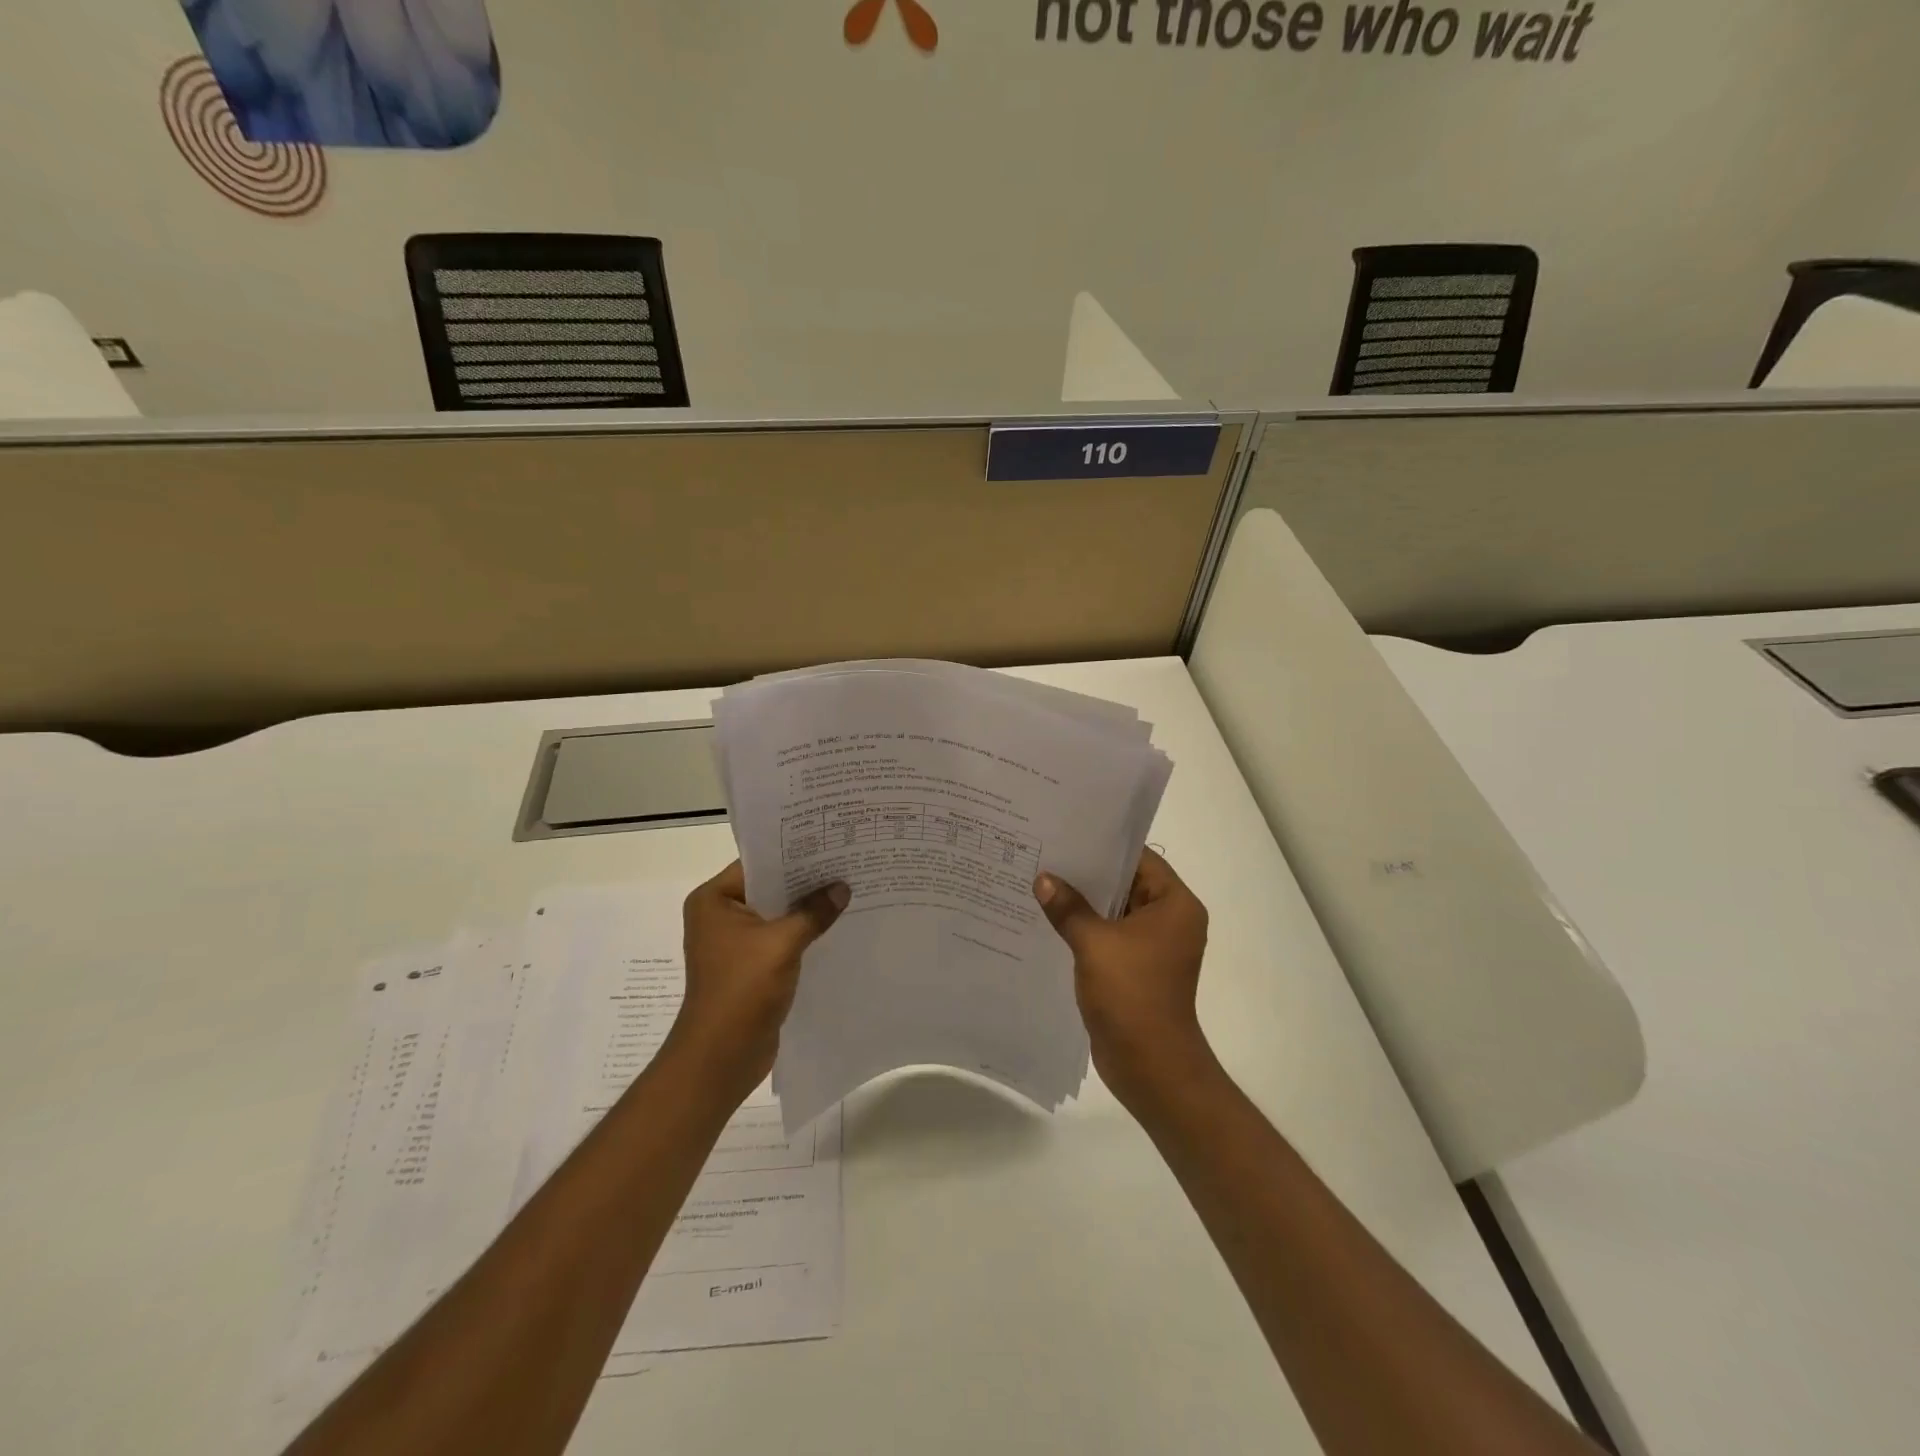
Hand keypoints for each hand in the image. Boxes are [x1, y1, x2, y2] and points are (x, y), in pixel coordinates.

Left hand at [670, 860, 848, 1104]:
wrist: (721, 1056)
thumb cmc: (742, 990)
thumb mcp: (782, 944)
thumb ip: (813, 912)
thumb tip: (842, 888)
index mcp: (714, 900)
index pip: (758, 864)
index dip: (793, 854)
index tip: (830, 844)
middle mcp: (720, 916)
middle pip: (770, 888)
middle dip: (806, 882)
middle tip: (847, 864)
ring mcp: (735, 943)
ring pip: (778, 915)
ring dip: (807, 910)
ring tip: (849, 891)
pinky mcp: (750, 966)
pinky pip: (781, 939)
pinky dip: (804, 934)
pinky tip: (836, 927)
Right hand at [1034, 849, 1212, 1110]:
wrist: (1150, 1065)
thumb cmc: (1132, 994)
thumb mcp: (1094, 943)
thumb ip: (1068, 907)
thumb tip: (1043, 880)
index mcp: (1175, 904)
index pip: (1139, 859)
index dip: (1103, 846)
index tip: (1067, 834)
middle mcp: (1170, 920)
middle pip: (1126, 884)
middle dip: (1087, 874)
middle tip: (1046, 854)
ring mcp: (1154, 946)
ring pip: (1114, 912)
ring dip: (1083, 903)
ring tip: (1040, 882)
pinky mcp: (1138, 968)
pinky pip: (1109, 937)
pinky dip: (1085, 929)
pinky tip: (1050, 920)